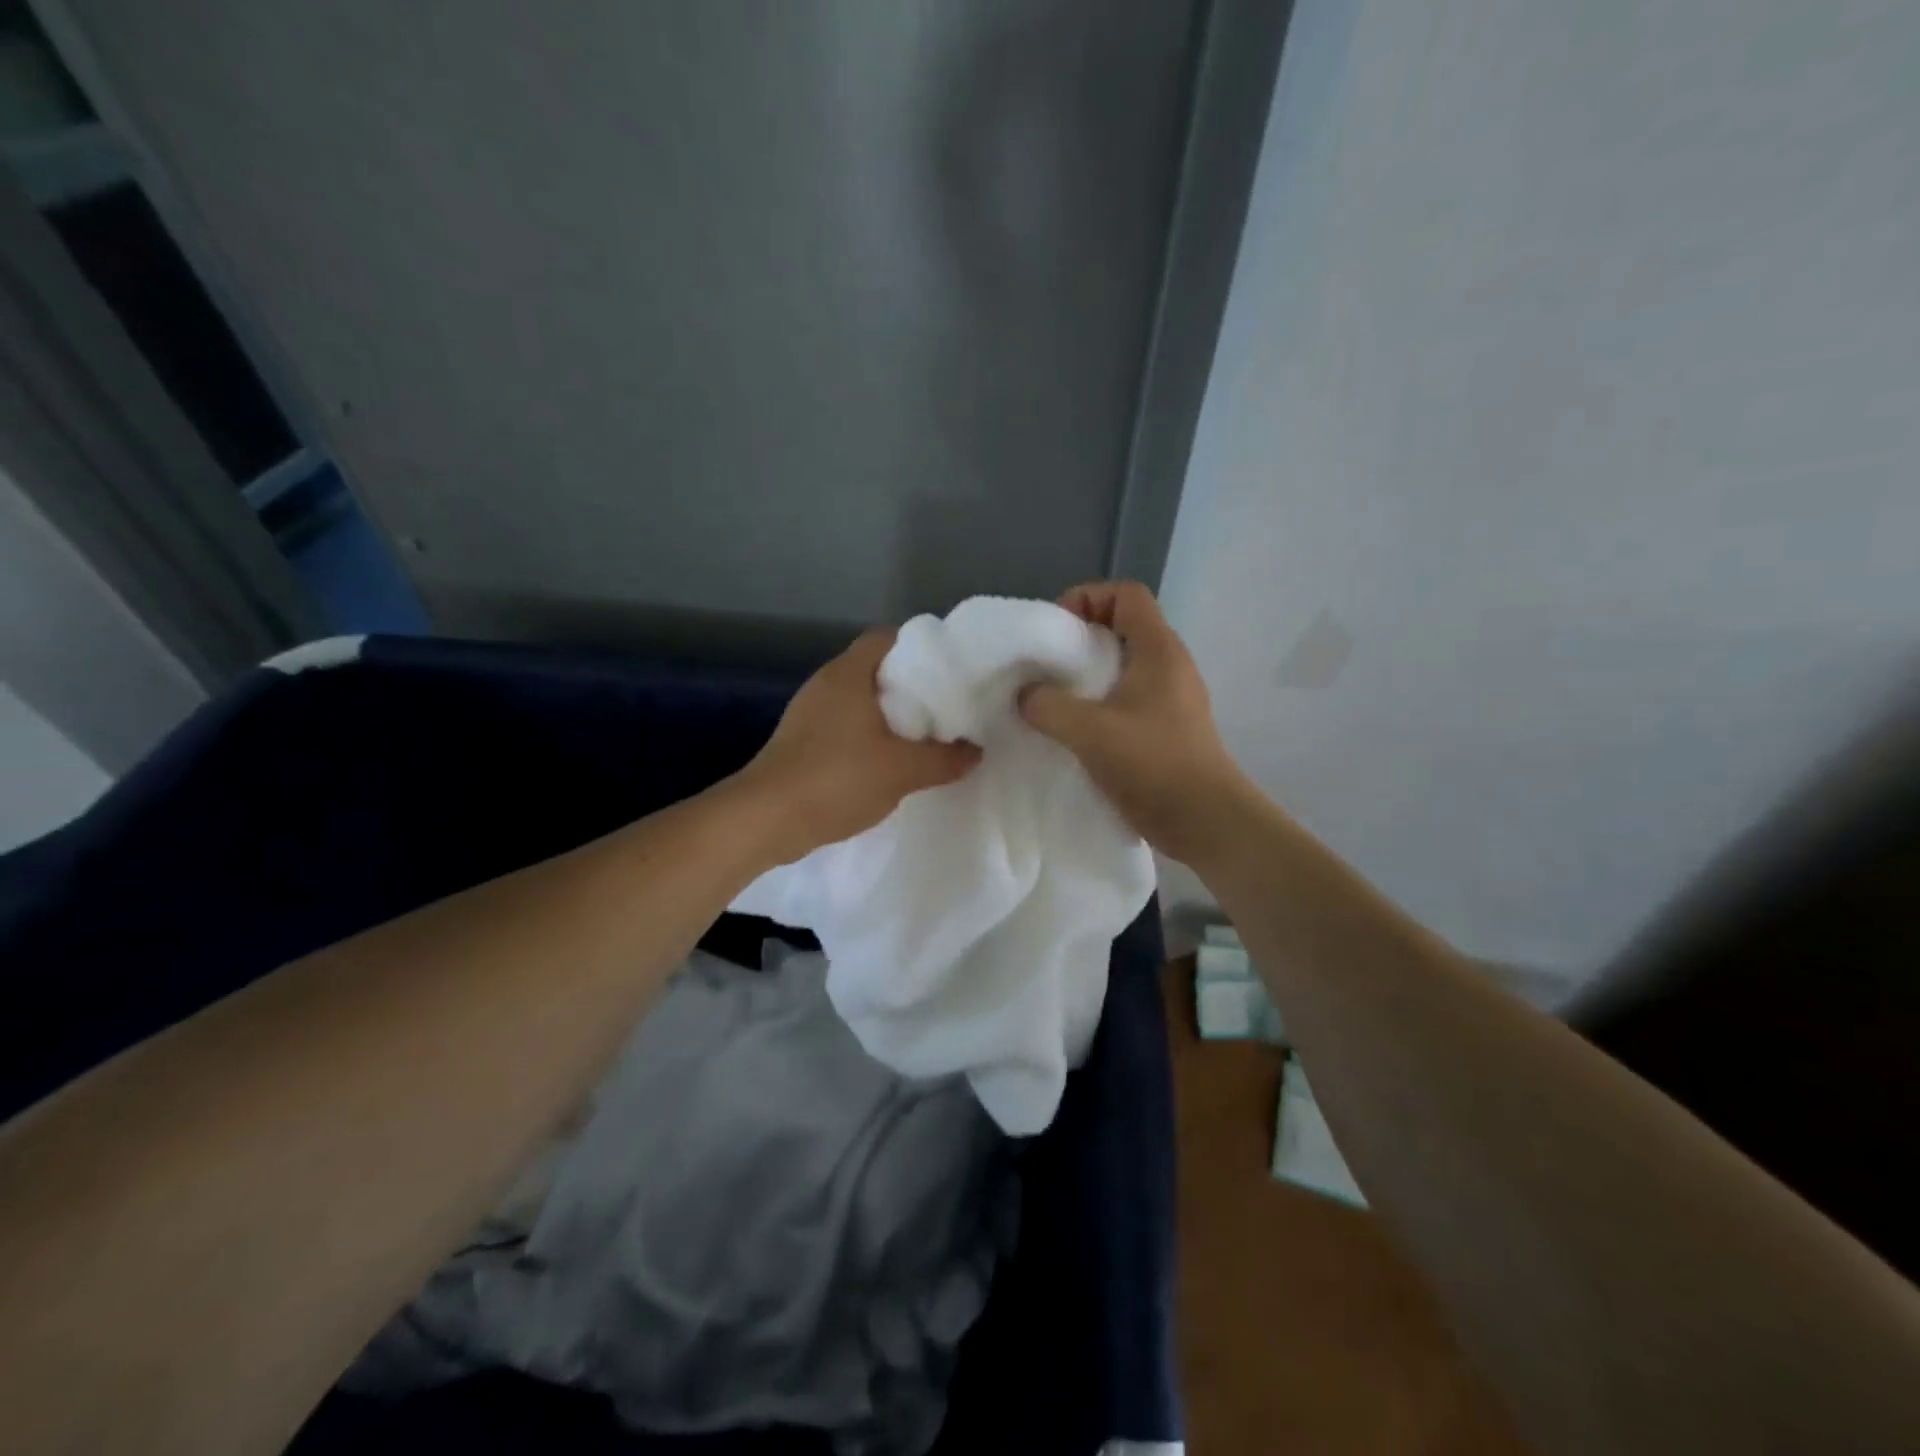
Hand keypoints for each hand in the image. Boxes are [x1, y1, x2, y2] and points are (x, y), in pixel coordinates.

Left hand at [738, 628, 981, 863]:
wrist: (766, 819)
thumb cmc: (837, 778)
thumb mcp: (902, 770)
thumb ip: (944, 759)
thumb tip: (976, 752)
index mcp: (848, 673)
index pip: (886, 637)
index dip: (920, 647)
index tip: (949, 669)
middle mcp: (825, 684)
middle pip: (875, 669)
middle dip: (910, 686)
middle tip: (945, 706)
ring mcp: (808, 713)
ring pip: (859, 700)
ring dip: (889, 715)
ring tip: (924, 735)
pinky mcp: (800, 741)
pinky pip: (844, 726)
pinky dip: (868, 736)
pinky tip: (889, 761)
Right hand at [1020, 581, 1250, 864]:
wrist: (1205, 821)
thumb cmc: (1153, 764)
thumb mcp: (1089, 731)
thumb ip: (1048, 706)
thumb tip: (1026, 696)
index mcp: (1158, 650)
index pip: (1126, 594)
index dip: (1087, 598)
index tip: (1055, 631)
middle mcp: (1169, 666)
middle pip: (1122, 628)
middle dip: (1079, 642)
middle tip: (1045, 669)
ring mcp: (1171, 699)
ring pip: (1122, 668)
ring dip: (1086, 679)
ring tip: (1054, 702)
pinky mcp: (1166, 729)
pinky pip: (1126, 701)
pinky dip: (1098, 706)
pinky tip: (1075, 734)